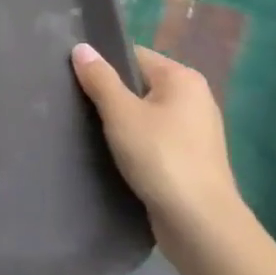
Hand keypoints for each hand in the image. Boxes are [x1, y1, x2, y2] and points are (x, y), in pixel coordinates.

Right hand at [72, 42, 241, 252]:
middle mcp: (195, 99)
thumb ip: (100, 78)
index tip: (74, 77)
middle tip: (76, 103)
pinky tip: (112, 155)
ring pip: (146, 115)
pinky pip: (154, 140)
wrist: (201, 227)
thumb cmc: (161, 158)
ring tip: (88, 129)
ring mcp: (196, 133)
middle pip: (140, 85)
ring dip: (121, 123)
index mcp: (183, 78)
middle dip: (110, 95)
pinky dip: (135, 144)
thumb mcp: (121, 113)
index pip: (133, 56)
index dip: (103, 64)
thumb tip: (81, 47)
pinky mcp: (191, 161)